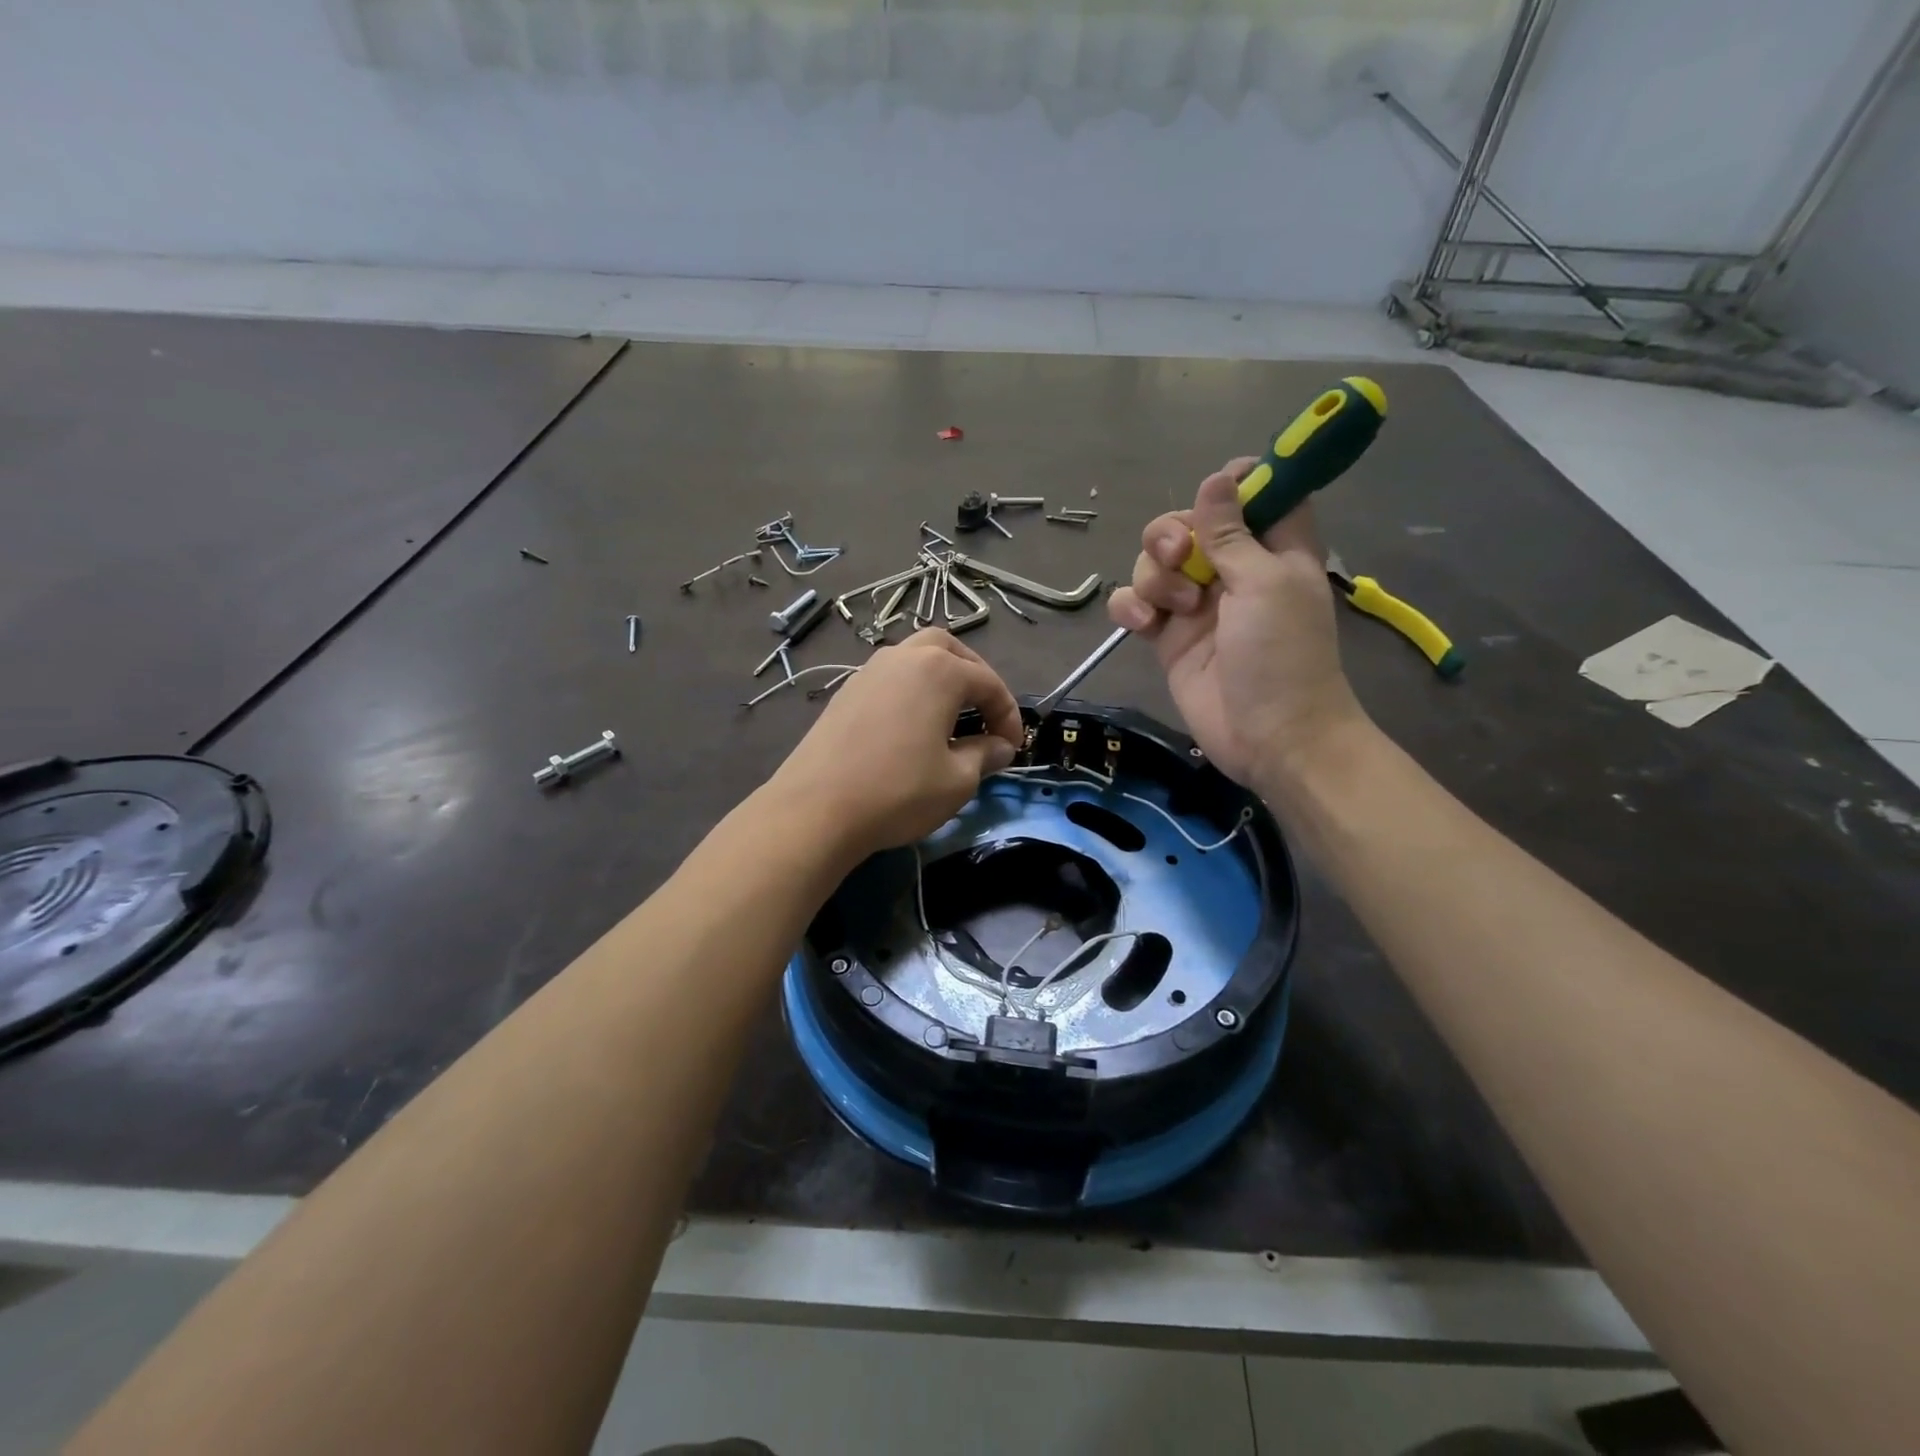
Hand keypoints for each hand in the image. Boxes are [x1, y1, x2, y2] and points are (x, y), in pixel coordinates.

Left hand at [768, 630, 1023, 858]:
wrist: (816, 809)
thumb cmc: (899, 791)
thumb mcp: (957, 780)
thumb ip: (984, 755)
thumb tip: (999, 747)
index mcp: (939, 670)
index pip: (988, 683)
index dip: (1008, 715)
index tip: (1013, 748)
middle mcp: (903, 657)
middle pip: (949, 650)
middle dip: (975, 677)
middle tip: (985, 713)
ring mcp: (869, 671)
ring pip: (915, 658)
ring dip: (940, 680)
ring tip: (951, 718)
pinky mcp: (845, 692)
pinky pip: (890, 679)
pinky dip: (911, 691)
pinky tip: (912, 727)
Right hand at [1106, 461, 1367, 791]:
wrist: (1268, 736)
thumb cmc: (1282, 655)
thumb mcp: (1264, 583)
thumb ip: (1232, 532)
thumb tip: (1218, 476)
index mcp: (1272, 547)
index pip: (1256, 492)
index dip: (1231, 485)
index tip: (1212, 494)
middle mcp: (1232, 568)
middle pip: (1187, 523)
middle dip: (1172, 533)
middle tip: (1180, 557)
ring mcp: (1196, 603)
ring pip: (1155, 562)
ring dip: (1154, 576)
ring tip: (1175, 609)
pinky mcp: (1167, 635)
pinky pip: (1135, 602)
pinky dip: (1130, 606)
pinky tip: (1142, 623)